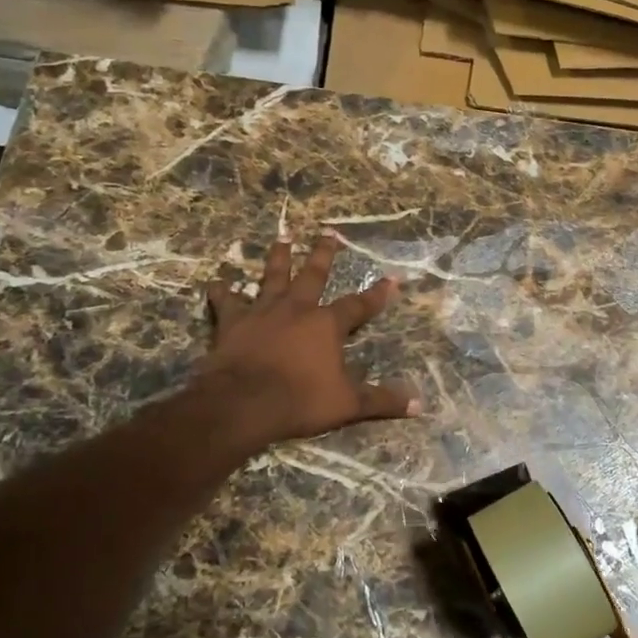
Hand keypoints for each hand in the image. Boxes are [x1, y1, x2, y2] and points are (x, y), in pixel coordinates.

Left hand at [200, 233, 419, 448]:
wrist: (242, 404)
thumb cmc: (300, 401)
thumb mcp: (348, 404)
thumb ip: (382, 401)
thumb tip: (420, 404)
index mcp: (327, 325)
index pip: (359, 305)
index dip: (377, 294)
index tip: (392, 279)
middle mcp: (297, 309)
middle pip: (313, 275)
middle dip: (323, 254)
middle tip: (328, 233)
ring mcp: (262, 312)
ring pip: (272, 277)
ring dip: (278, 256)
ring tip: (283, 237)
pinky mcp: (232, 323)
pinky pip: (226, 302)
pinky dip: (222, 292)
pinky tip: (217, 282)